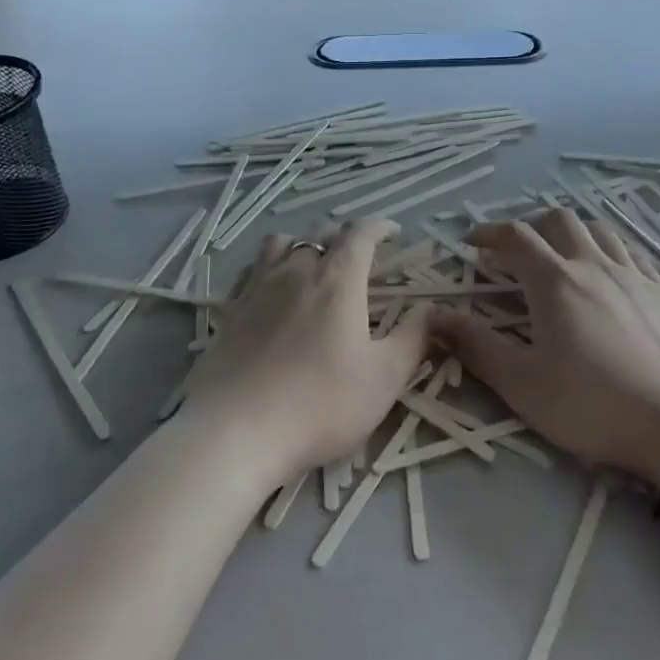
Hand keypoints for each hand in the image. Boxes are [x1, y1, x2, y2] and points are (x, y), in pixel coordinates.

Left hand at [189, 220, 430, 475]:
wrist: (235, 432)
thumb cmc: (320, 405)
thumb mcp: (384, 378)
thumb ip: (413, 338)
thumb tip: (430, 309)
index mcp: (338, 280)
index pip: (360, 233)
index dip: (380, 227)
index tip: (393, 232)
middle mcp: (296, 271)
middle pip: (320, 234)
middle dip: (343, 236)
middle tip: (358, 255)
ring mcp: (256, 288)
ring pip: (279, 244)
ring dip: (301, 244)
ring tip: (311, 264)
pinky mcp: (229, 311)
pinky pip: (251, 270)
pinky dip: (268, 268)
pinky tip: (271, 290)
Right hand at [430, 208, 659, 489]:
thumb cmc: (594, 406)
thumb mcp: (523, 385)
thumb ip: (476, 347)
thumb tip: (434, 317)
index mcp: (555, 282)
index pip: (515, 237)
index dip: (487, 233)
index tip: (470, 244)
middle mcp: (594, 265)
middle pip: (559, 220)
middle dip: (531, 226)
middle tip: (515, 253)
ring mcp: (635, 276)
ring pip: (599, 230)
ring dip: (572, 234)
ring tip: (561, 257)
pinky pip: (633, 253)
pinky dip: (610, 252)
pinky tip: (609, 276)